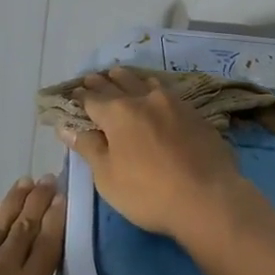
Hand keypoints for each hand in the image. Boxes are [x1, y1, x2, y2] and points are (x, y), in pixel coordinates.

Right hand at [57, 68, 248, 240]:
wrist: (208, 198)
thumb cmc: (148, 193)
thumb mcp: (108, 177)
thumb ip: (89, 147)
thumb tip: (66, 127)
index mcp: (118, 113)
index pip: (92, 98)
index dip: (81, 96)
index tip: (74, 93)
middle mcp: (145, 99)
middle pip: (119, 83)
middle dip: (104, 81)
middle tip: (94, 77)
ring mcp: (174, 104)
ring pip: (146, 82)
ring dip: (131, 79)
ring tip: (122, 76)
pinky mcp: (196, 114)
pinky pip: (168, 93)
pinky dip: (154, 90)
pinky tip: (156, 95)